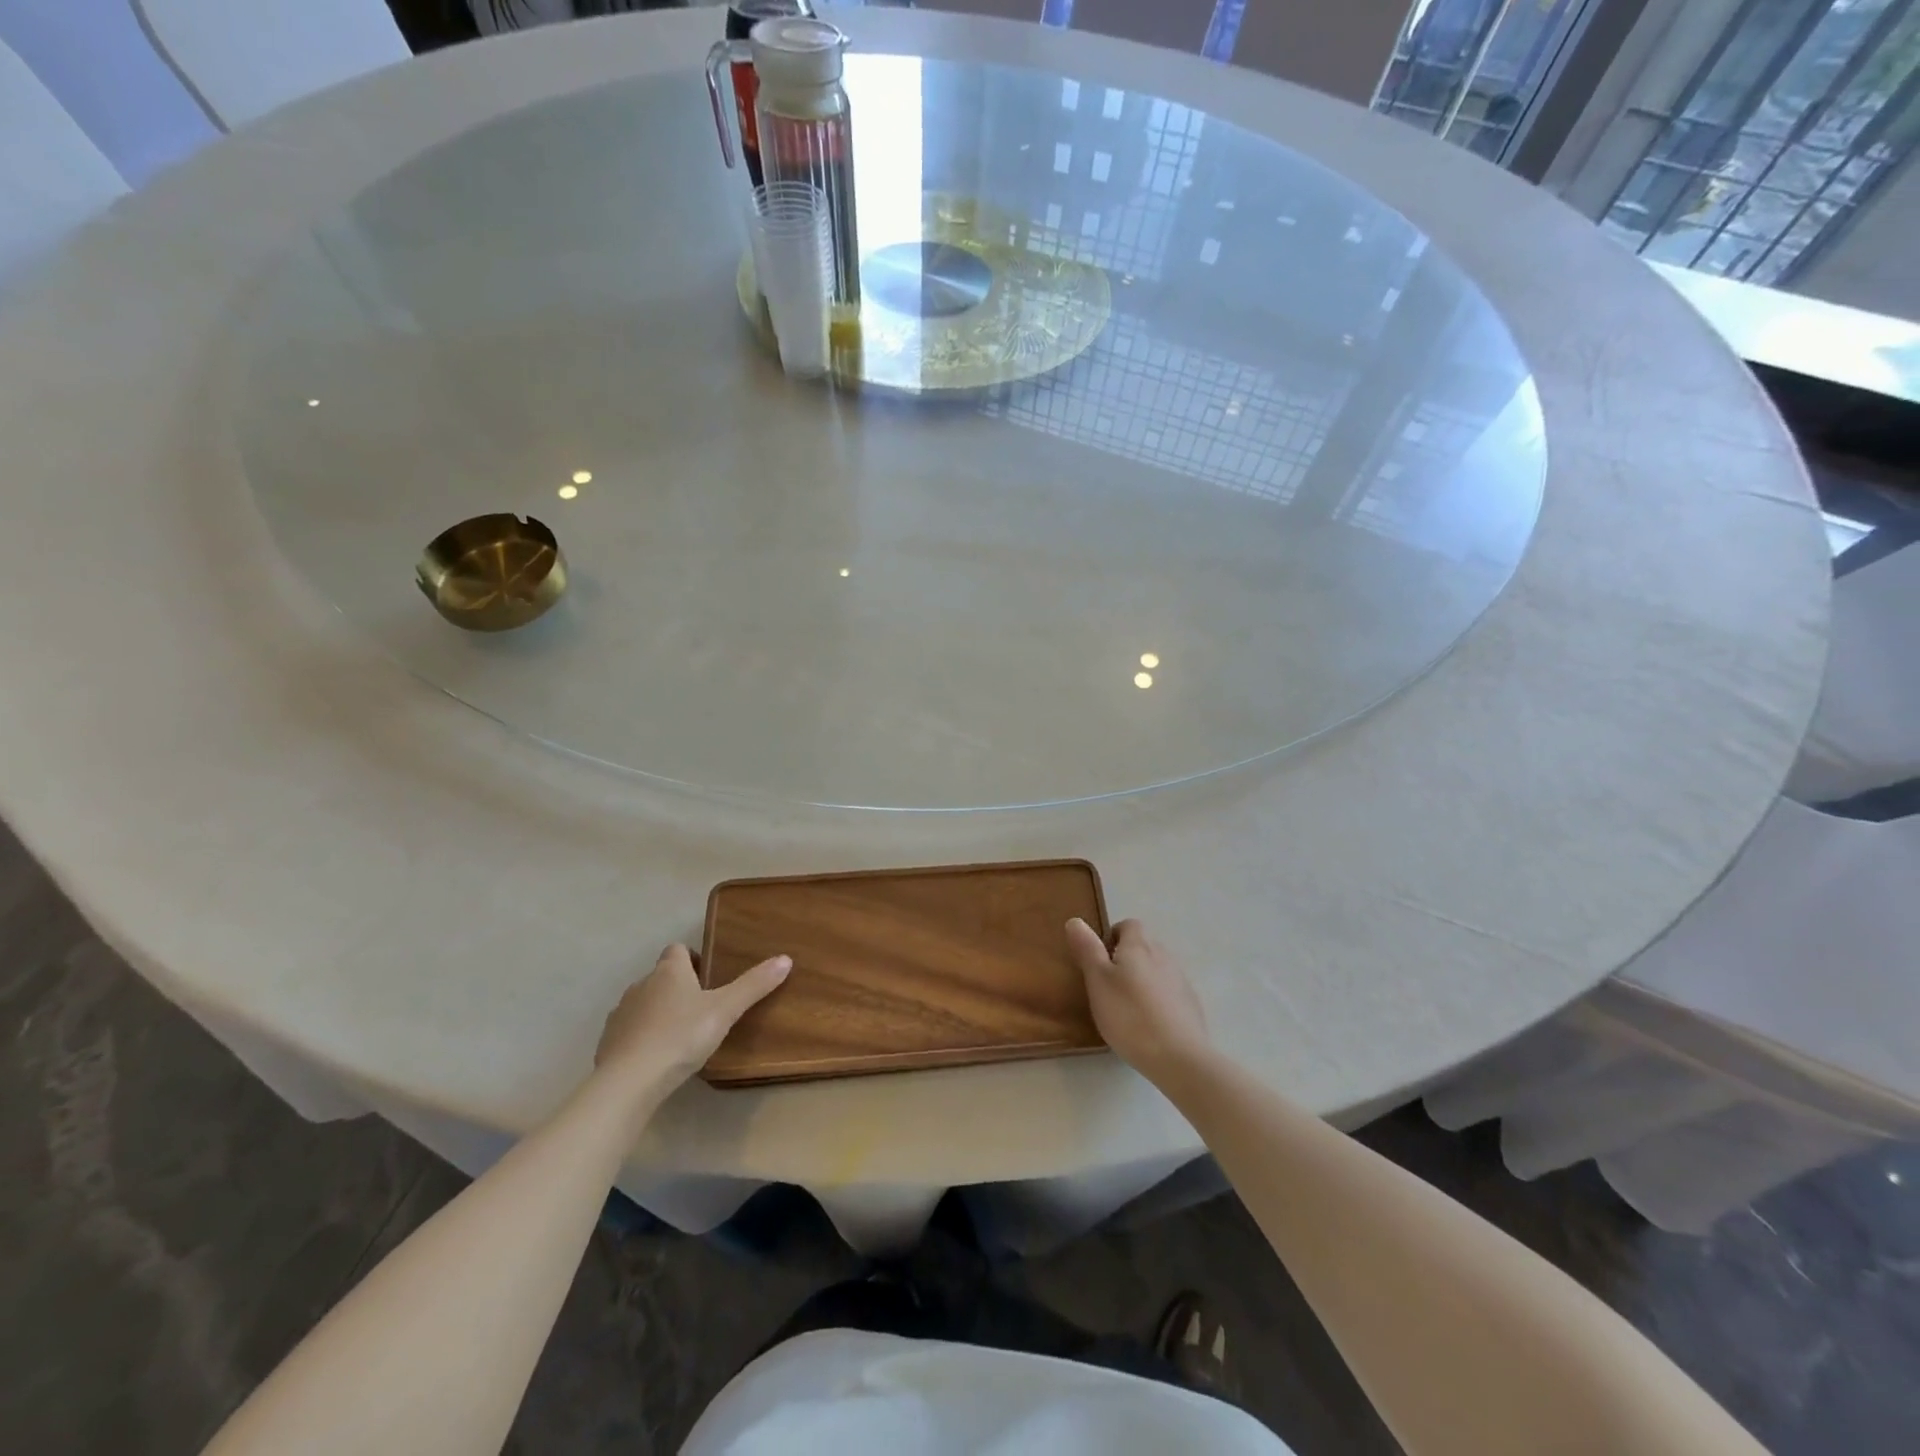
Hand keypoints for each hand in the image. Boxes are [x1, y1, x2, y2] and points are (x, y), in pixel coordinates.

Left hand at [594, 944, 790, 1097]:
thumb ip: (754, 985)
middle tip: (702, 1010)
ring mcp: (621, 1014)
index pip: (677, 950)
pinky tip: (656, 1058)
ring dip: (659, 1013)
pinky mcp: (608, 1042)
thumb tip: (785, 959)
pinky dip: (642, 1037)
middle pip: (661, 977)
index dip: (692, 959)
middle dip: (679, 988)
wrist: (629, 1081)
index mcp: (669, 972)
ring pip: (644, 1003)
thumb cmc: (681, 1037)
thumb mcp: (725, 1010)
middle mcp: (641, 985)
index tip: (708, 978)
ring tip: (681, 1036)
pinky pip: (629, 1031)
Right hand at [1066, 918, 1210, 1085]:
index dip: (1112, 936)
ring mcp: (1181, 980)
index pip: (1128, 925)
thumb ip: (1087, 949)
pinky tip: (1149, 1024)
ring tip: (1127, 1008)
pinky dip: (1158, 999)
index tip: (1099, 961)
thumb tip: (1075, 920)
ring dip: (1142, 979)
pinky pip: (1169, 991)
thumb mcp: (1097, 980)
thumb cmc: (1129, 1015)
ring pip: (1157, 969)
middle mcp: (1163, 955)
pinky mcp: (1191, 1004)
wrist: (1179, 1057)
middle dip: (1126, 959)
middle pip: (1143, 946)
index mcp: (1139, 946)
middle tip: (1108, 986)